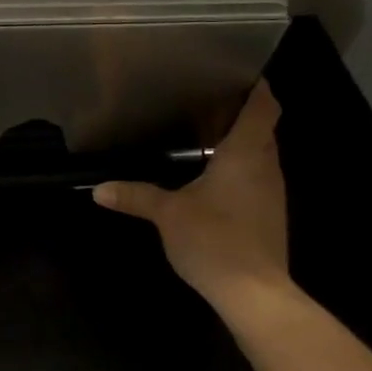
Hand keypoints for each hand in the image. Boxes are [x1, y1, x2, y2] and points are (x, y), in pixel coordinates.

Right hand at [94, 81, 288, 308]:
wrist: (255, 295)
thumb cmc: (215, 240)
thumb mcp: (168, 214)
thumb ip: (136, 196)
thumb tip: (99, 189)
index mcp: (246, 153)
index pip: (265, 107)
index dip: (256, 87)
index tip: (236, 75)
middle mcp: (266, 167)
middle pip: (263, 130)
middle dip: (241, 115)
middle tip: (206, 104)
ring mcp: (272, 195)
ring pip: (261, 157)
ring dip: (240, 145)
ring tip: (206, 137)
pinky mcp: (270, 217)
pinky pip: (257, 181)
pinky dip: (240, 172)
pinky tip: (213, 181)